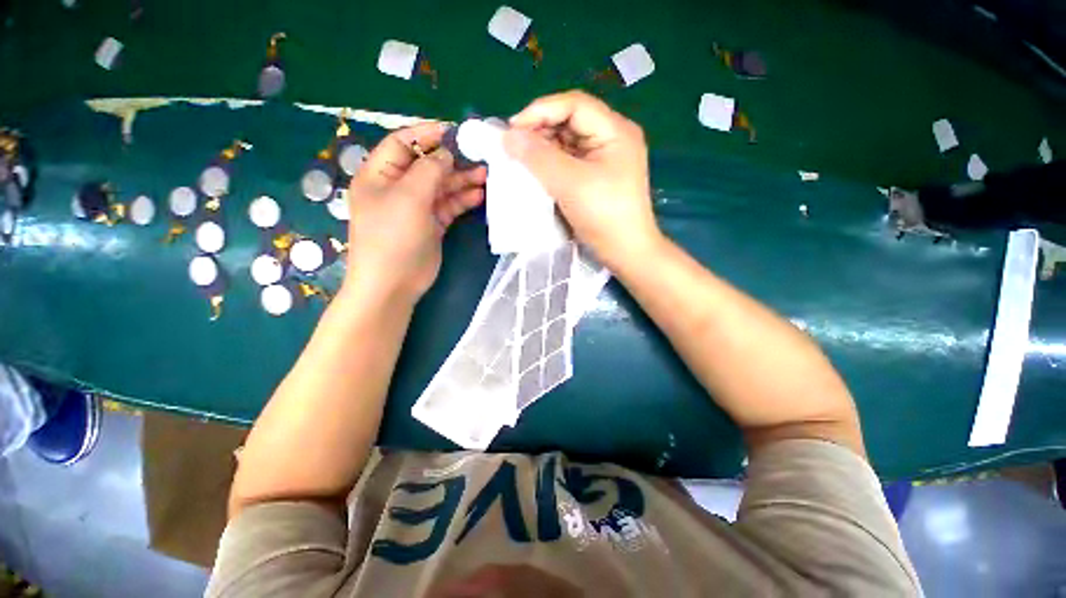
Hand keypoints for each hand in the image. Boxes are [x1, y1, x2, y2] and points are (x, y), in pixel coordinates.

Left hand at [344, 122, 485, 302]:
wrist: (394, 283)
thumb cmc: (393, 236)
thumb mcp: (409, 197)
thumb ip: (429, 170)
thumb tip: (446, 153)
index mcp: (379, 174)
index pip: (402, 143)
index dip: (426, 134)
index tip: (455, 131)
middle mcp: (397, 187)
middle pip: (426, 165)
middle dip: (452, 160)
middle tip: (479, 156)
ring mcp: (416, 207)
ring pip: (441, 186)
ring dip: (462, 180)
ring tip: (486, 175)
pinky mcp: (432, 224)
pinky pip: (448, 205)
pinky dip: (463, 199)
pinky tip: (479, 195)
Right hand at [502, 91, 660, 266]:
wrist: (625, 252)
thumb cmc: (604, 216)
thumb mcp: (571, 183)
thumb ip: (539, 157)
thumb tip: (508, 136)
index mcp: (614, 131)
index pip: (573, 104)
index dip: (540, 111)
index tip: (512, 130)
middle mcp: (611, 139)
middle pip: (569, 122)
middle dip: (539, 132)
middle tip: (512, 148)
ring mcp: (603, 160)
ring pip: (566, 144)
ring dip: (542, 150)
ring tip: (519, 161)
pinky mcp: (595, 178)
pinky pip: (568, 163)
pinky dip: (550, 166)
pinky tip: (534, 174)